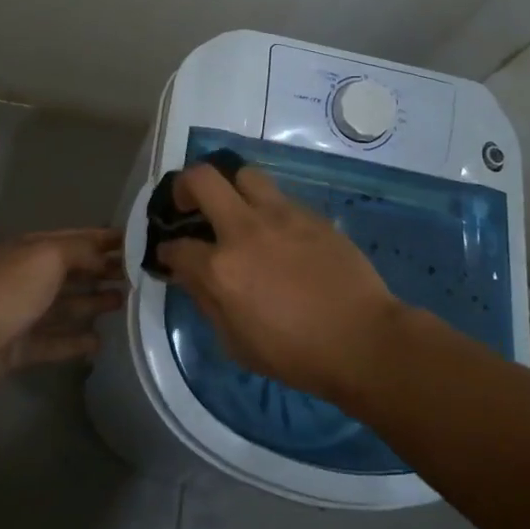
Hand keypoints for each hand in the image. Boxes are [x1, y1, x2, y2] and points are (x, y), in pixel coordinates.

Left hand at [0, 228, 123, 385]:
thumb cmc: (12, 290)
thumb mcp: (49, 256)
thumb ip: (80, 251)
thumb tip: (102, 257)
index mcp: (29, 249)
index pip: (72, 238)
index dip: (102, 238)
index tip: (133, 242)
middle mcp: (26, 277)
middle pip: (70, 272)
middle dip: (101, 271)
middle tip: (134, 276)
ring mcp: (22, 313)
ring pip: (64, 306)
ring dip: (92, 303)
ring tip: (122, 304)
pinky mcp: (21, 346)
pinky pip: (54, 341)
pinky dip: (75, 341)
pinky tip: (99, 342)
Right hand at [156, 164, 402, 401]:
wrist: (362, 339)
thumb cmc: (296, 354)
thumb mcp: (236, 344)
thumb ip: (207, 302)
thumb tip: (190, 276)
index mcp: (221, 269)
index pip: (177, 246)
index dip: (167, 251)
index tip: (170, 255)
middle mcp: (244, 230)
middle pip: (202, 179)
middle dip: (184, 187)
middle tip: (189, 204)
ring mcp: (280, 216)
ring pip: (244, 174)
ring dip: (231, 187)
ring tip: (235, 208)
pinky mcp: (310, 214)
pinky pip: (279, 197)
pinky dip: (267, 208)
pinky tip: (277, 232)